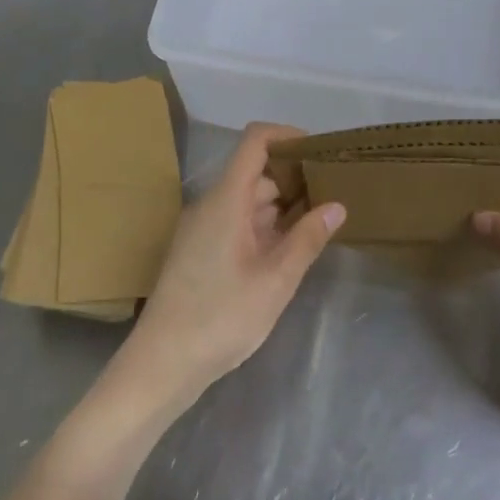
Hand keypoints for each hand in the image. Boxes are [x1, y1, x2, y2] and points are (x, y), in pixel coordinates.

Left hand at [115, 123, 343, 411]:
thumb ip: (307, 239)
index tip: (320, 152)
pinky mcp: (200, 251)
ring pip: (247, 200)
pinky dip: (265, 226)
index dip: (287, 135)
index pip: (255, 141)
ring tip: (319, 223)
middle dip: (294, 177)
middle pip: (255, 171)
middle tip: (333, 194)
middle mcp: (211, 205)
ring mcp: (203, 228)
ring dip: (281, 206)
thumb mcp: (275, 281)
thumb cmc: (220, 318)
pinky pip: (237, 222)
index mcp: (226, 200)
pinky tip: (288, 250)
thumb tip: (337, 205)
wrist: (161, 364)